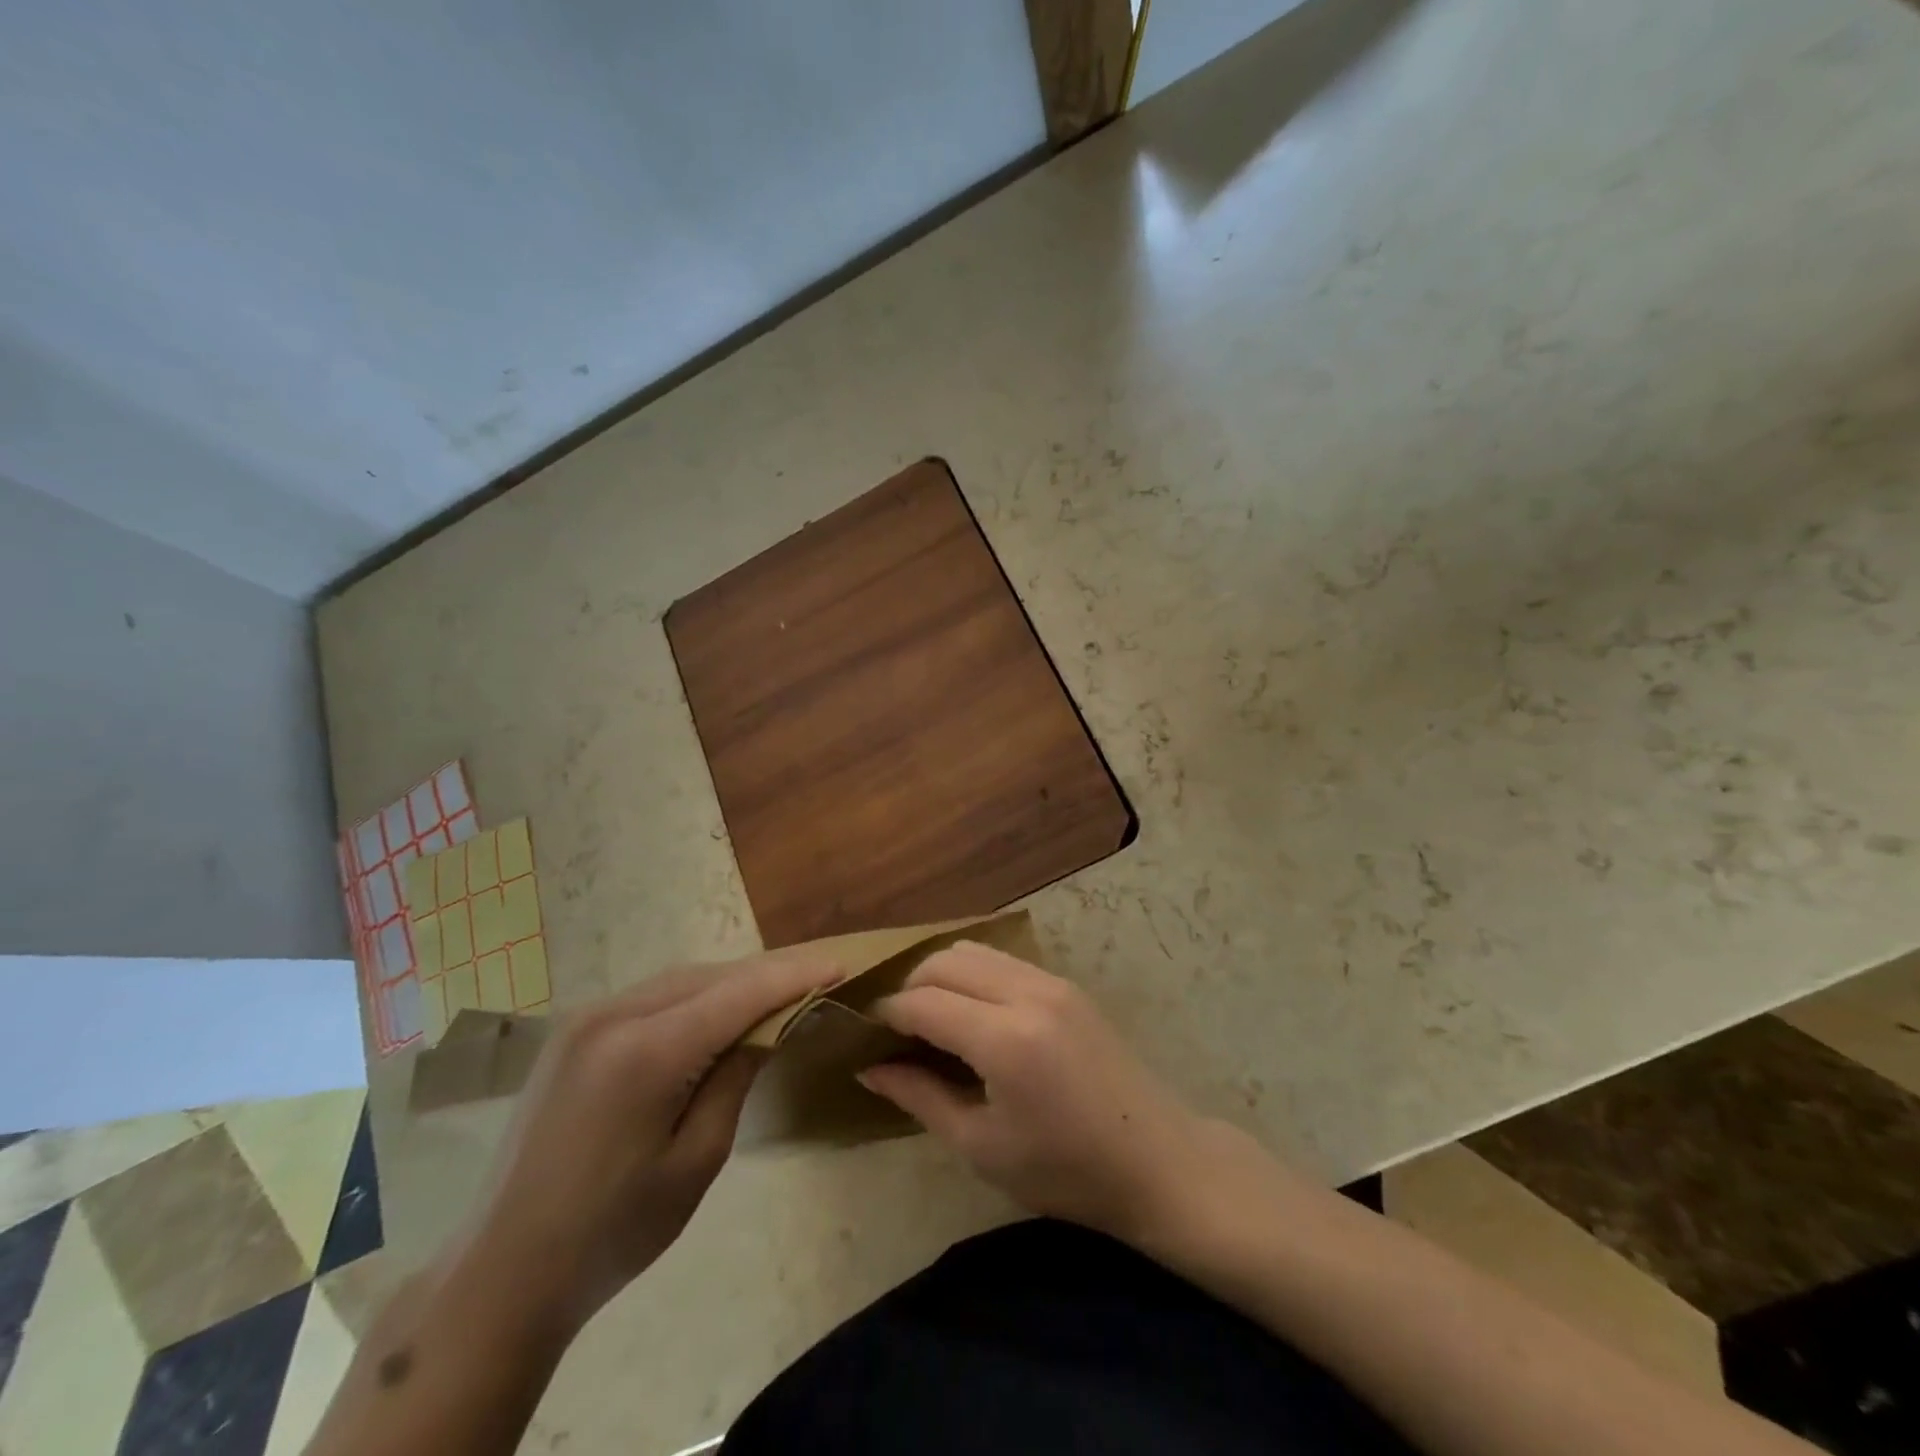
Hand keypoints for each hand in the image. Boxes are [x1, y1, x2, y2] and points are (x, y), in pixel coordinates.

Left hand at [464, 952, 838, 1334]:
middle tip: (816, 977)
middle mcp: (613, 1016)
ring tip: (776, 991)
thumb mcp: (697, 1159)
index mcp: (646, 1051)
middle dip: (766, 974)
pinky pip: (652, 996)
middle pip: (711, 976)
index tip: (841, 964)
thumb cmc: (614, 1231)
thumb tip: (767, 1025)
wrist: (503, 1273)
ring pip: (681, 980)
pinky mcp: (573, 1032)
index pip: (740, 993)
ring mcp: (586, 1019)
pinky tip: (717, 1011)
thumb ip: (736, 1077)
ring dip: (731, 983)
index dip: (794, 976)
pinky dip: (694, 996)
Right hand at [860, 941, 1208, 1241]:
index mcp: (1004, 1040)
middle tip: (897, 1031)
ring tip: (932, 1019)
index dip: (886, 1014)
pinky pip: (1003, 960)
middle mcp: (1026, 993)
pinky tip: (972, 1013)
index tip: (865, 1035)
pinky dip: (973, 974)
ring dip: (941, 975)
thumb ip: (920, 1098)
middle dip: (910, 987)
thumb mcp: (982, 1147)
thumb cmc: (1065, 1170)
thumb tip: (870, 1069)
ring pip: (973, 950)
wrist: (1157, 1160)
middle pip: (944, 961)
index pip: (923, 1002)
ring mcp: (1051, 981)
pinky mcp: (1066, 983)